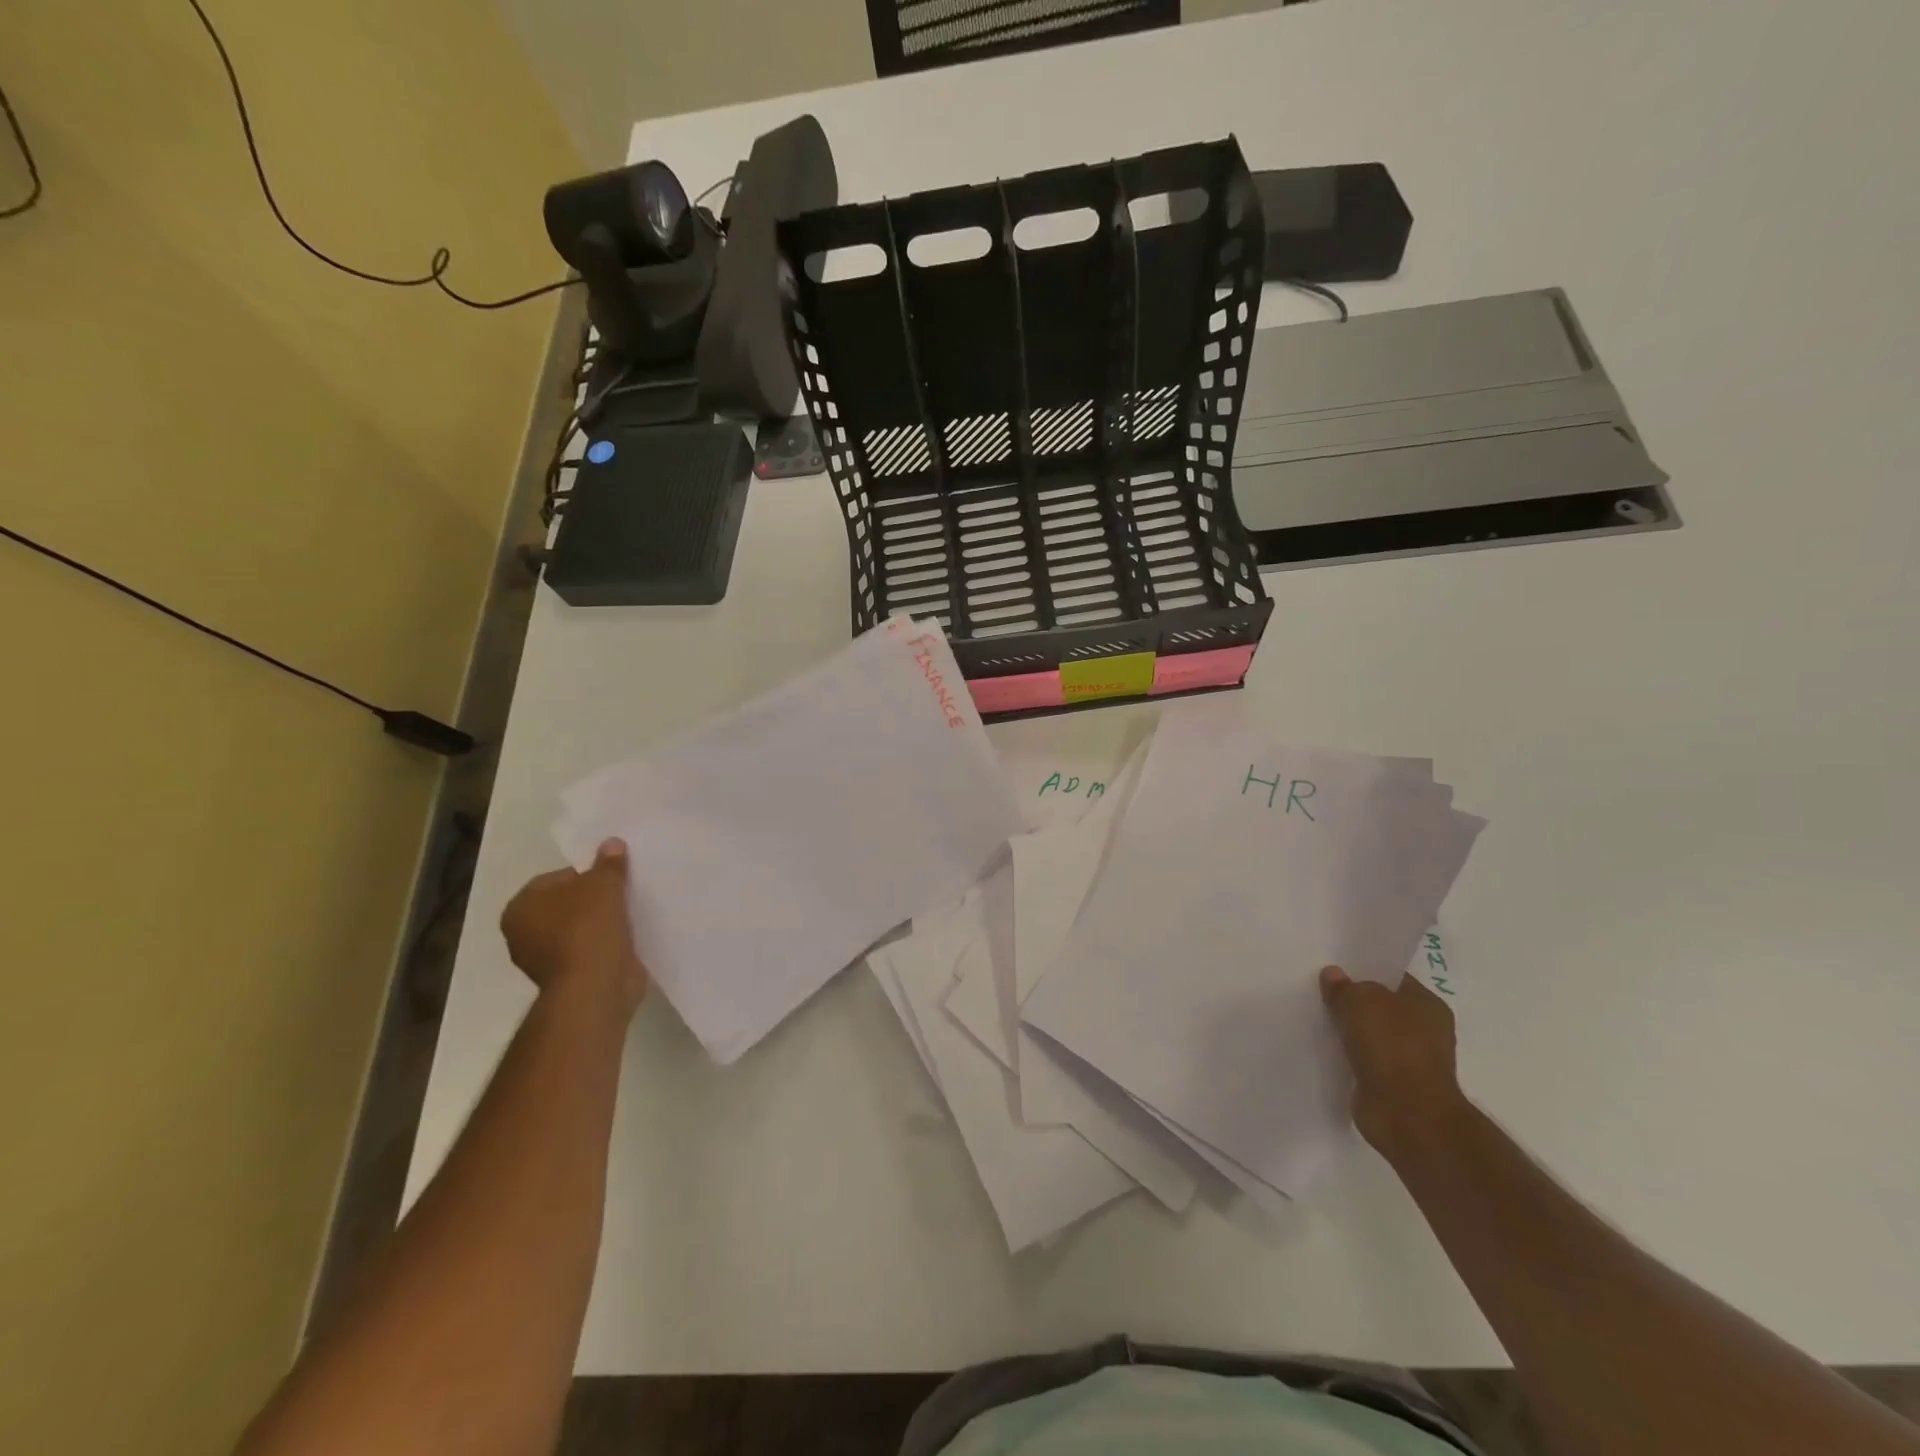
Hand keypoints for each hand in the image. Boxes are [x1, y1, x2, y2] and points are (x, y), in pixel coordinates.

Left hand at [501, 839, 647, 1013]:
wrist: (595, 986)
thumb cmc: (588, 927)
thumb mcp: (603, 884)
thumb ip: (608, 863)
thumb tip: (611, 843)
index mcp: (520, 907)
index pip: (556, 878)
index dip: (586, 874)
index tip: (612, 877)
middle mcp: (523, 934)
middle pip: (567, 904)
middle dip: (592, 899)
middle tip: (622, 893)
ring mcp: (544, 960)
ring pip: (578, 929)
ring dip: (600, 923)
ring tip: (628, 914)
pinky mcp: (568, 978)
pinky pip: (589, 950)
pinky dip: (604, 944)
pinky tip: (626, 937)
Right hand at [1319, 965, 1468, 1158]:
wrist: (1406, 1114)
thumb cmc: (1392, 1046)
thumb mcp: (1360, 1001)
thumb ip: (1344, 986)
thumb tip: (1333, 975)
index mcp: (1428, 1005)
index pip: (1393, 979)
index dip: (1365, 971)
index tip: (1335, 967)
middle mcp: (1425, 1031)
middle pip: (1381, 1007)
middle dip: (1354, 1002)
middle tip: (1320, 991)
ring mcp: (1410, 1061)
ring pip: (1371, 1035)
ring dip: (1350, 1032)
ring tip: (1316, 1019)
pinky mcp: (1393, 1086)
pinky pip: (1364, 1061)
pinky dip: (1348, 1057)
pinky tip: (1325, 1049)